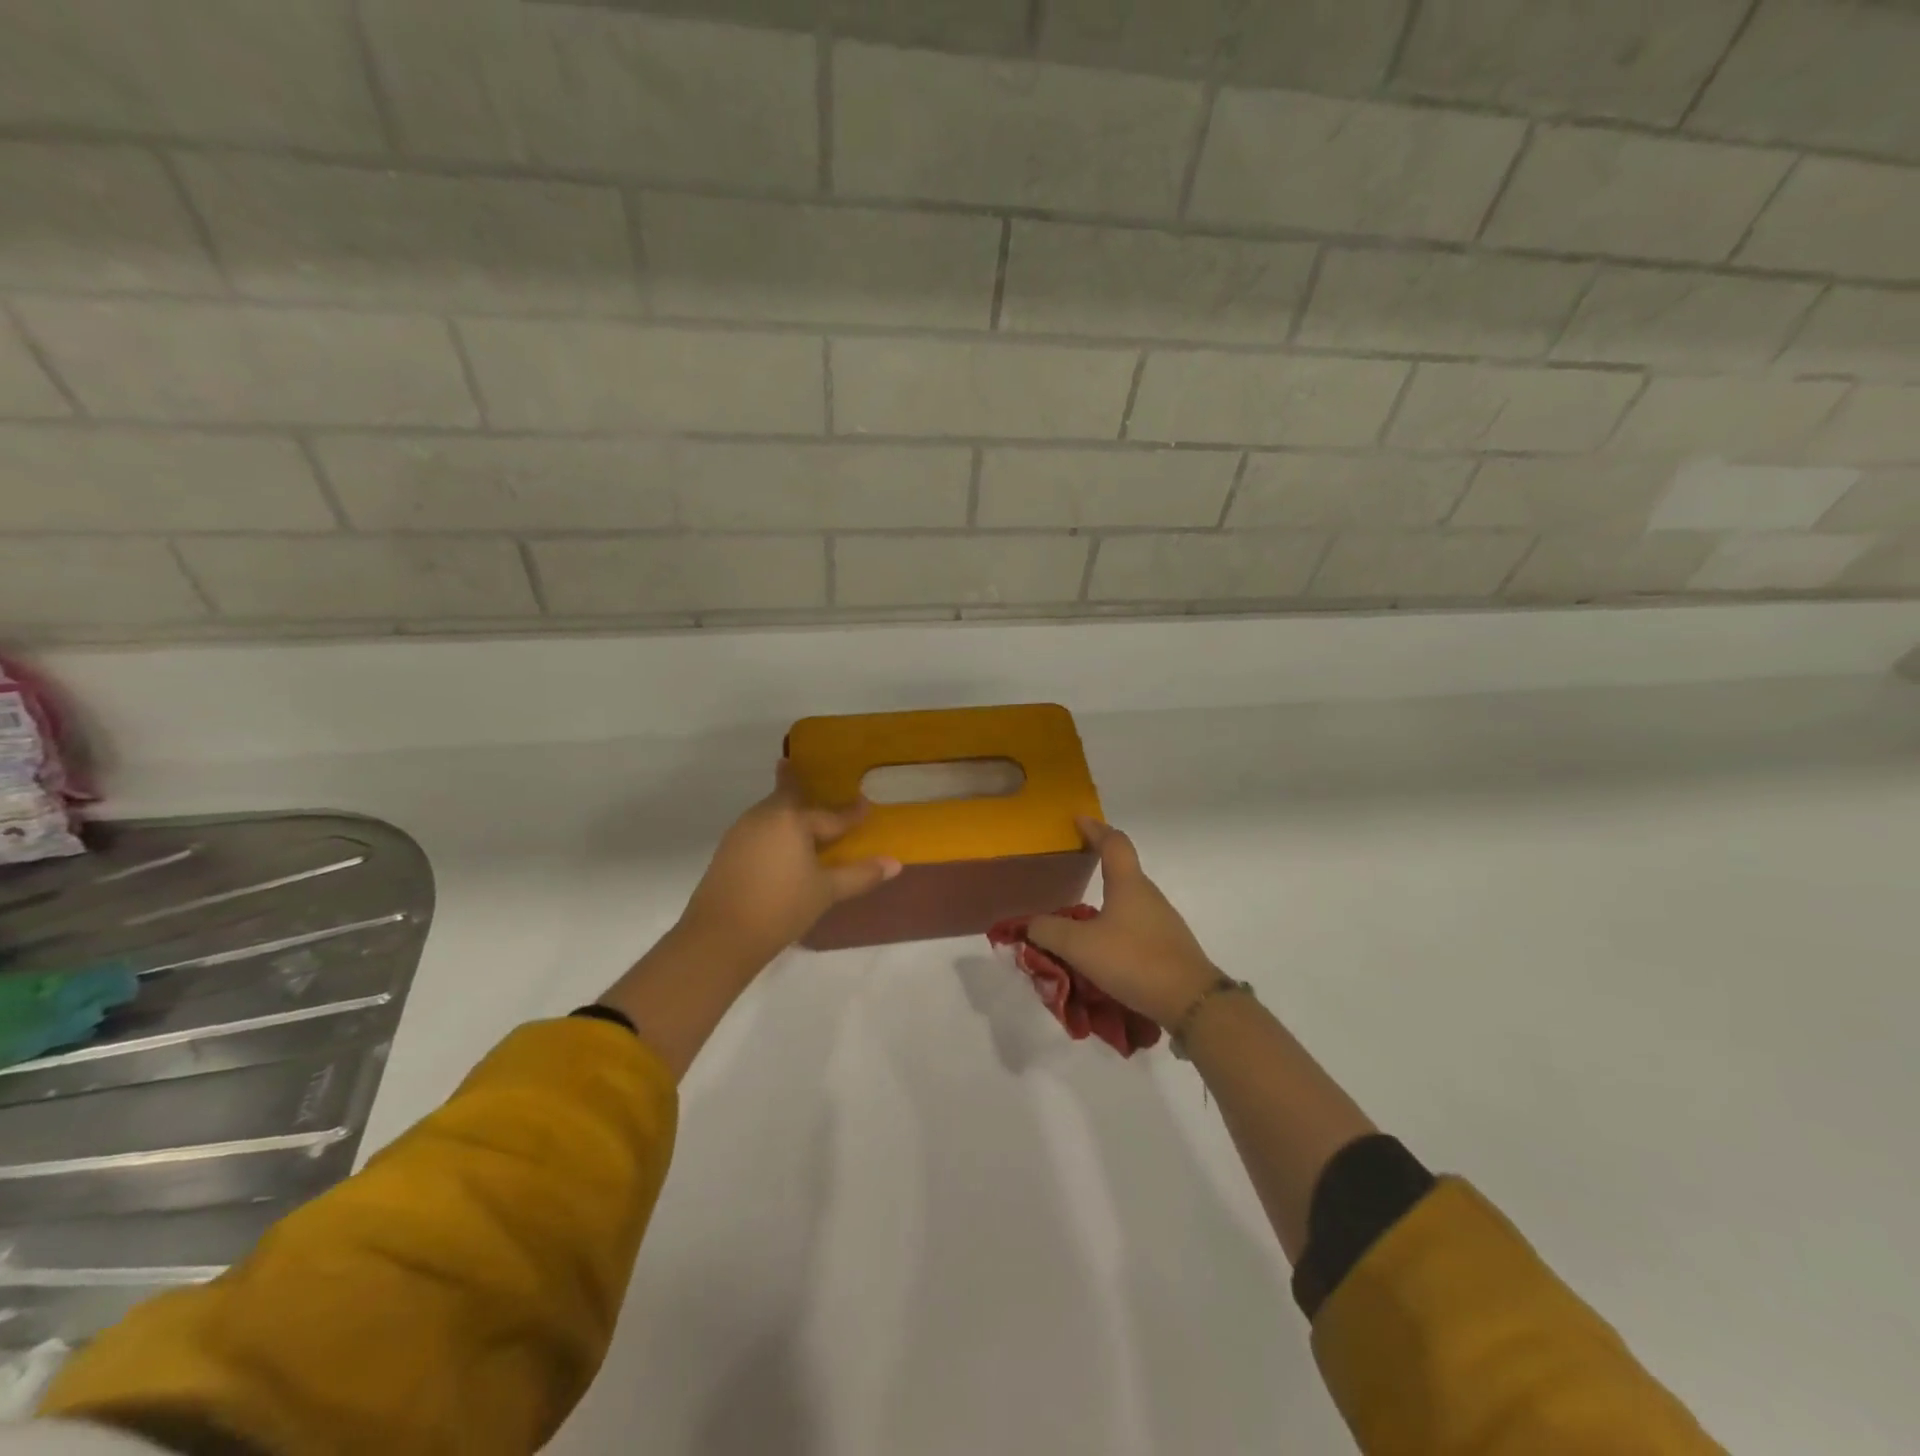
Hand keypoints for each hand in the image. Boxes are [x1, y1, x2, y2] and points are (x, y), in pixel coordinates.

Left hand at [675, 762, 900, 971]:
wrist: (720, 936)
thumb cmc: (781, 907)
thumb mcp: (826, 891)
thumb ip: (860, 874)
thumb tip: (895, 863)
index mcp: (791, 818)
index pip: (830, 814)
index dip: (851, 813)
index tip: (866, 806)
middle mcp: (764, 816)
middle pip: (789, 796)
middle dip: (801, 786)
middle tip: (813, 777)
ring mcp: (741, 832)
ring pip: (772, 812)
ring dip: (788, 810)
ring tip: (804, 815)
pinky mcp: (727, 850)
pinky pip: (759, 829)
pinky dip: (775, 829)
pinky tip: (782, 846)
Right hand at [1026, 818, 1219, 1027]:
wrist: (1191, 1001)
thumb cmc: (1134, 960)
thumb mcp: (1080, 946)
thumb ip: (1049, 931)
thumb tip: (1030, 924)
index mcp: (1128, 884)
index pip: (1113, 842)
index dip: (1095, 828)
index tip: (1078, 819)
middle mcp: (1148, 895)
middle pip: (1123, 869)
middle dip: (1098, 863)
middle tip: (1073, 866)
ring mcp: (1162, 921)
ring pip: (1128, 900)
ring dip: (1105, 900)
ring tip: (1080, 915)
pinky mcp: (1168, 945)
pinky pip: (1135, 925)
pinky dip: (1116, 926)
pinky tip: (1102, 947)